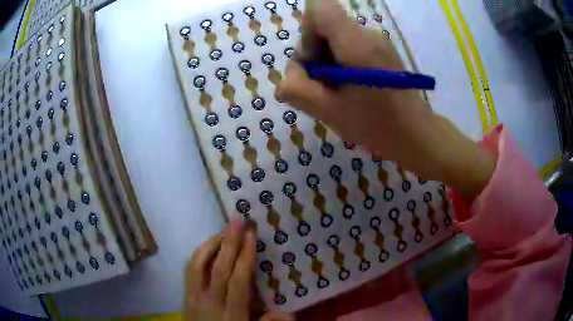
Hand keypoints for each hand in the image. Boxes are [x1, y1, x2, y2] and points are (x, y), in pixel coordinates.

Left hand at [185, 218, 293, 320]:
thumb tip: (289, 313)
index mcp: (232, 314)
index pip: (238, 281)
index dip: (245, 258)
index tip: (251, 236)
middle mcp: (211, 302)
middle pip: (219, 269)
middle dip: (229, 243)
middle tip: (237, 220)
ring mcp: (194, 298)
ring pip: (198, 266)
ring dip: (211, 245)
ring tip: (224, 230)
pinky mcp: (185, 296)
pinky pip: (189, 271)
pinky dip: (198, 254)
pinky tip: (207, 247)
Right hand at [278, 0, 495, 200]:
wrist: (415, 133)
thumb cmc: (376, 125)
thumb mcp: (329, 111)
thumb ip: (297, 88)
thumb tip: (291, 73)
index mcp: (356, 44)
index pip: (319, 9)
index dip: (306, 31)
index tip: (314, 60)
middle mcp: (368, 34)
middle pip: (325, 24)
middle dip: (314, 52)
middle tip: (324, 85)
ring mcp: (377, 40)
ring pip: (335, 36)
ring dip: (327, 60)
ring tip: (338, 90)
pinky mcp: (380, 49)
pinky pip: (348, 44)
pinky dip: (340, 62)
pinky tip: (349, 86)